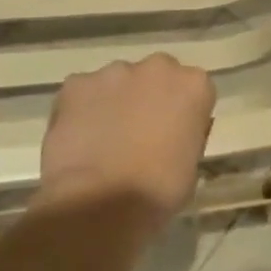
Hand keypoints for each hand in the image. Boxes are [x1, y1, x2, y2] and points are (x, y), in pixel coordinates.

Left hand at [37, 55, 215, 229]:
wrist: (99, 203)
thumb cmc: (158, 191)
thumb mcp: (191, 164)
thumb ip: (184, 135)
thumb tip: (170, 134)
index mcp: (194, 85)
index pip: (194, 89)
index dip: (182, 112)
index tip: (173, 134)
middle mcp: (158, 67)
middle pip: (157, 75)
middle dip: (149, 96)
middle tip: (139, 133)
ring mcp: (114, 72)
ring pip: (117, 82)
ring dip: (115, 101)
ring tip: (103, 140)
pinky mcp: (76, 83)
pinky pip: (82, 92)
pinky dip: (81, 110)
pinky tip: (79, 139)